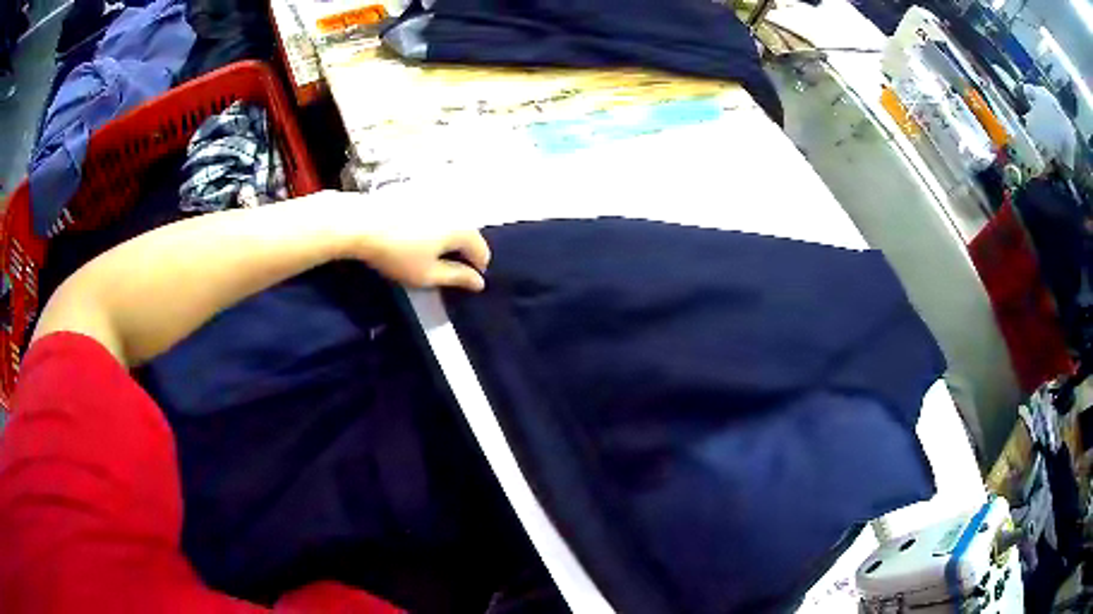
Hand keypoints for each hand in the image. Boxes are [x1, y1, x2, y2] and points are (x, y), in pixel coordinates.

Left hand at [323, 191, 491, 291]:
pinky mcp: (417, 193)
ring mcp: (435, 198)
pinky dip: (431, 226)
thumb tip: (480, 282)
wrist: (359, 222)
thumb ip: (456, 278)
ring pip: (450, 222)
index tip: (461, 282)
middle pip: (467, 234)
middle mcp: (454, 209)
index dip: (476, 270)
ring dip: (446, 238)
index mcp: (462, 229)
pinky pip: (434, 213)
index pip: (482, 251)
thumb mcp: (427, 274)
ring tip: (429, 253)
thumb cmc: (396, 253)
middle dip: (462, 252)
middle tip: (445, 269)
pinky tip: (413, 236)